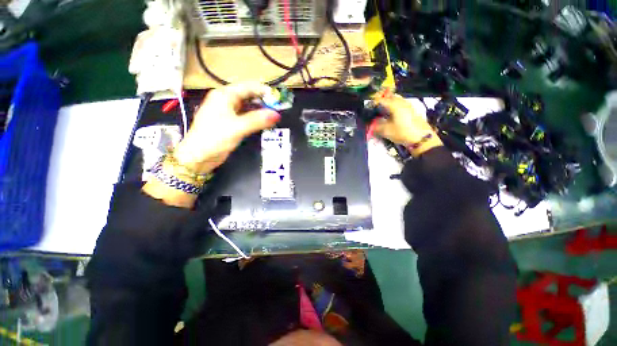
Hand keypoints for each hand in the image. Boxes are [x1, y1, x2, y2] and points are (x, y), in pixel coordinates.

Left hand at [173, 82, 280, 173]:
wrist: (198, 156)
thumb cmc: (215, 138)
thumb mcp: (238, 127)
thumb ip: (258, 120)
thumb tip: (277, 115)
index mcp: (224, 95)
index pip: (248, 87)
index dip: (264, 91)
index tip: (278, 98)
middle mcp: (226, 100)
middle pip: (248, 96)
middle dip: (263, 101)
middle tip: (278, 109)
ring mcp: (227, 112)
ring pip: (248, 107)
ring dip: (260, 110)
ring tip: (273, 116)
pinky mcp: (230, 123)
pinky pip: (245, 116)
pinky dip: (255, 118)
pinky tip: (263, 123)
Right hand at [373, 94, 442, 155]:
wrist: (421, 138)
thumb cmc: (403, 133)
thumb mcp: (387, 131)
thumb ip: (377, 126)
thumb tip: (370, 125)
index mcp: (394, 105)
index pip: (381, 100)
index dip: (374, 102)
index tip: (368, 107)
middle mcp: (401, 102)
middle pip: (390, 96)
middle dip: (382, 100)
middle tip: (375, 106)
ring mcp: (408, 105)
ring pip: (396, 99)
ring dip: (389, 102)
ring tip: (382, 110)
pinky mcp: (411, 110)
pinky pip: (400, 104)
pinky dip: (394, 106)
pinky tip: (391, 114)